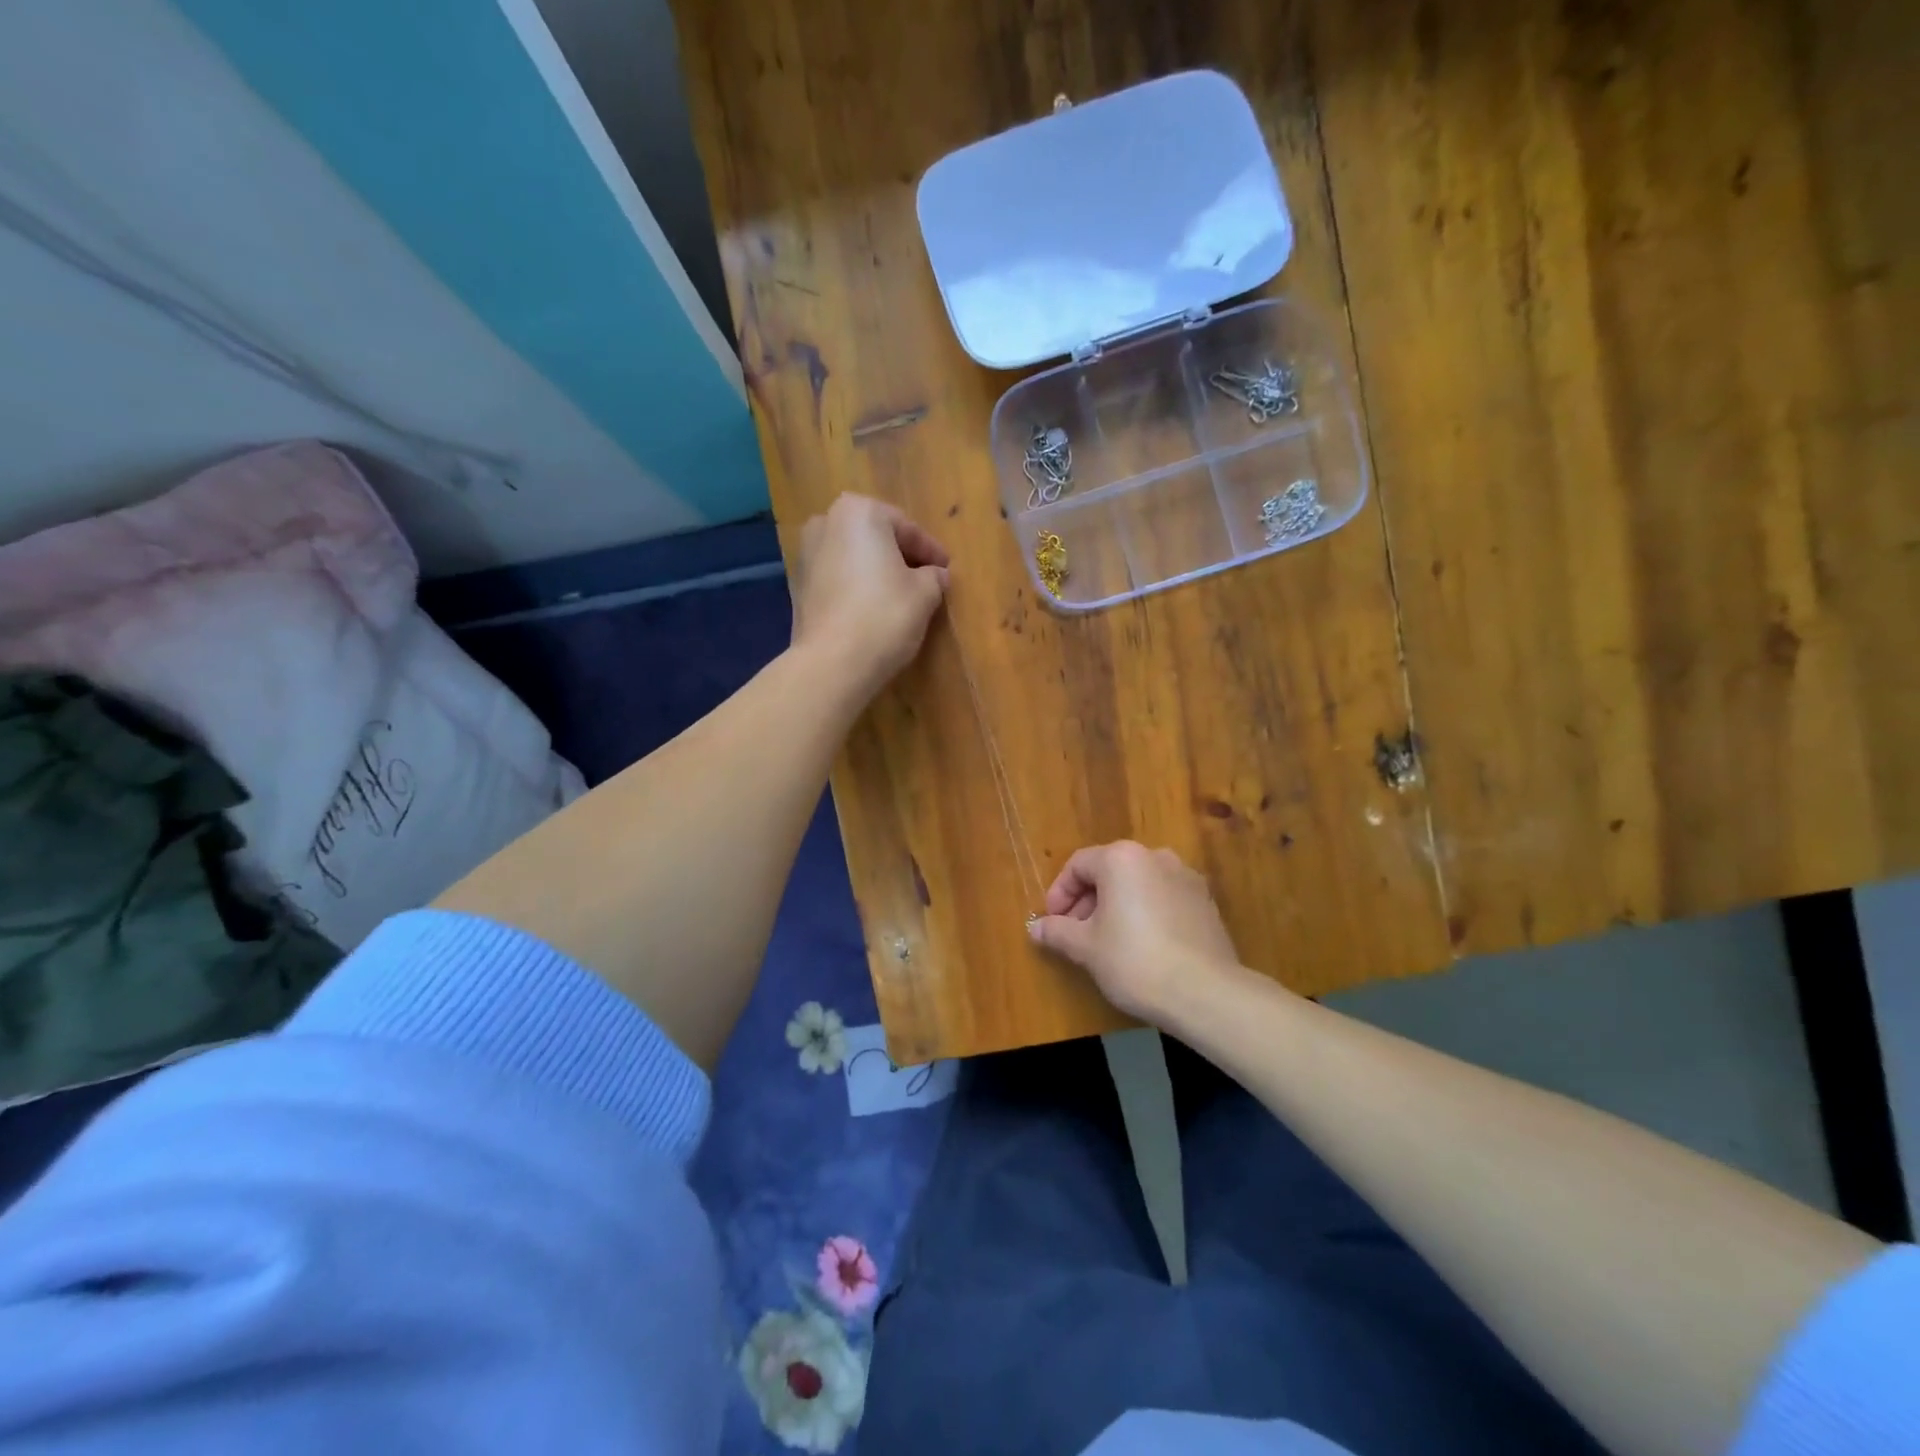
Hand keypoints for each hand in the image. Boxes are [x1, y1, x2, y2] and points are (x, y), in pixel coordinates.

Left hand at [790, 495, 950, 693]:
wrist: (832, 662)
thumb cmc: (884, 615)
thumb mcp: (925, 593)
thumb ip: (934, 576)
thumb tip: (935, 575)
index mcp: (859, 512)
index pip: (906, 529)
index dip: (931, 552)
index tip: (946, 569)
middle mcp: (826, 523)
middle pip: (876, 538)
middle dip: (900, 557)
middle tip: (925, 580)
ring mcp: (806, 554)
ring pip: (854, 558)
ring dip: (876, 572)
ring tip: (900, 597)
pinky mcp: (798, 586)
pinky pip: (837, 579)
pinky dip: (856, 587)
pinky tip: (872, 609)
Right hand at [1028, 841, 1241, 1023]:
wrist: (1205, 992)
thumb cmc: (1134, 960)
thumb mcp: (1086, 947)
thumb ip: (1058, 931)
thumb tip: (1036, 928)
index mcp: (1122, 858)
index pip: (1078, 864)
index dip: (1059, 893)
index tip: (1052, 922)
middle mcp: (1155, 856)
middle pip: (1109, 871)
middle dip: (1086, 900)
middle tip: (1075, 934)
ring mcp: (1186, 877)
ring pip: (1138, 884)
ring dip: (1116, 906)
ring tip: (1106, 942)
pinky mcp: (1205, 902)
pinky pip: (1163, 899)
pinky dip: (1144, 913)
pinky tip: (1141, 947)